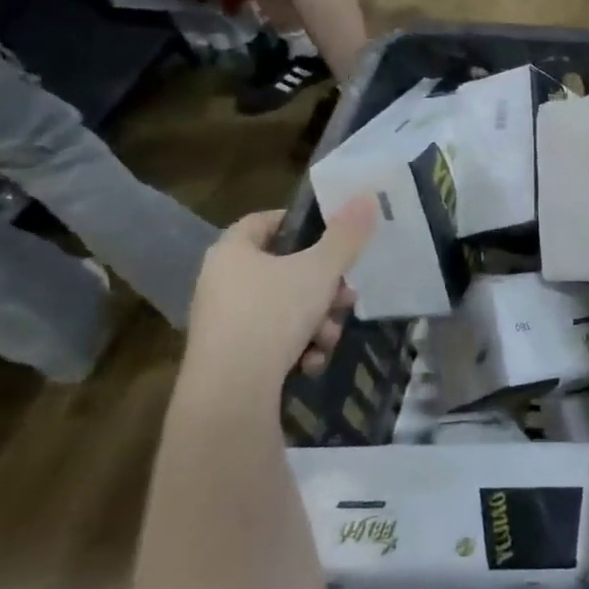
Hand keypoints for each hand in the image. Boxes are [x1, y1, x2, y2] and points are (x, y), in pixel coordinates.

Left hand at [188, 197, 376, 385]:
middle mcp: (221, 281)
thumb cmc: (273, 315)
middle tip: (346, 297)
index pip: (264, 221)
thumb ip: (346, 235)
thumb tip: (367, 196)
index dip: (299, 223)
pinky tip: (311, 361)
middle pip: (283, 269)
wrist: (230, 392)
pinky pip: (271, 339)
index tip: (333, 236)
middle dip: (323, 286)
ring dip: (316, 321)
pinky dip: (297, 347)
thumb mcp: (320, 270)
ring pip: (283, 308)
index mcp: (232, 252)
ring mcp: (223, 321)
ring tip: (329, 338)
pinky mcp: (229, 355)